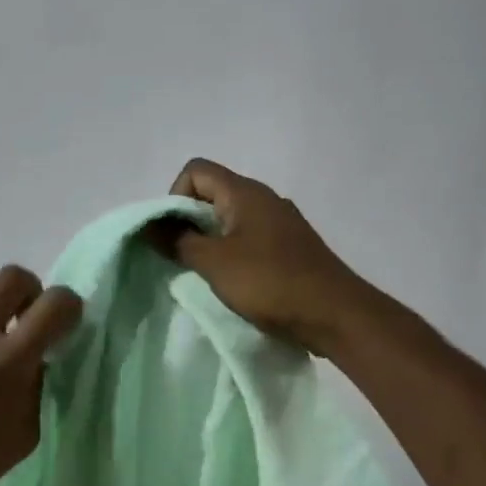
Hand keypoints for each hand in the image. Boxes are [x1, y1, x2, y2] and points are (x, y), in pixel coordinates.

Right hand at [160, 158, 373, 354]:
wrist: (335, 315)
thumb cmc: (270, 283)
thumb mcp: (214, 263)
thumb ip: (178, 241)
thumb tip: (151, 225)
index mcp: (245, 192)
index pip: (196, 170)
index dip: (175, 196)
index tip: (174, 233)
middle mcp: (264, 198)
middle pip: (212, 193)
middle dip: (189, 221)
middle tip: (183, 257)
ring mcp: (280, 222)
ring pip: (230, 218)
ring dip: (210, 240)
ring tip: (206, 273)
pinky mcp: (290, 246)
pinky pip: (249, 238)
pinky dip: (232, 253)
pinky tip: (234, 282)